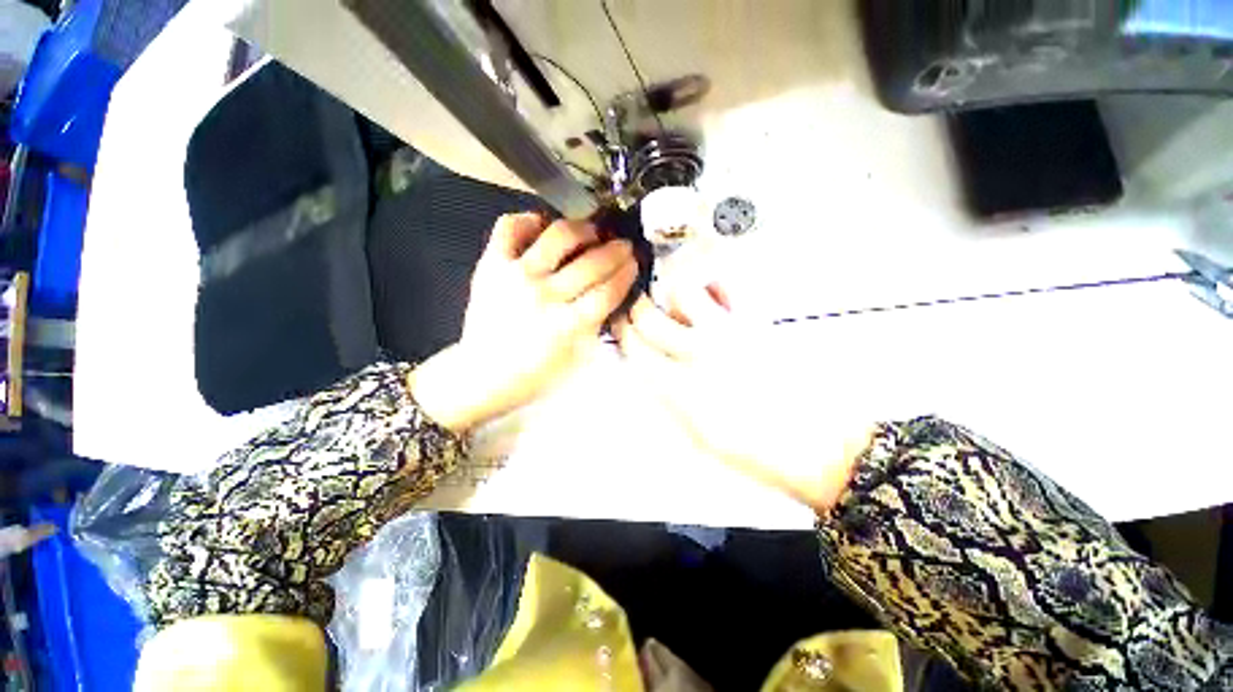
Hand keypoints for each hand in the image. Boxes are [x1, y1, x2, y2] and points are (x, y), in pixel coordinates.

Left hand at [411, 213, 637, 433]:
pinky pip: (510, 226)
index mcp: (568, 326)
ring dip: (583, 229)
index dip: (626, 273)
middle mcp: (545, 296)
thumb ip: (597, 325)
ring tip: (591, 232)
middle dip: (616, 249)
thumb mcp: (577, 359)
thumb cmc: (536, 374)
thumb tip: (613, 292)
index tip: (634, 263)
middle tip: (622, 245)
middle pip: (591, 263)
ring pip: (559, 236)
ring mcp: (516, 276)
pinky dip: (529, 220)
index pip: (608, 291)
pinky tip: (544, 228)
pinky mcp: (491, 265)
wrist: (483, 375)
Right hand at [614, 282, 875, 512]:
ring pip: (683, 292)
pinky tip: (710, 296)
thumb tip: (649, 369)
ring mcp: (728, 332)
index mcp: (680, 387)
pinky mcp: (756, 322)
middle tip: (634, 308)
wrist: (818, 446)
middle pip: (650, 317)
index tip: (620, 326)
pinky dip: (711, 286)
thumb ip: (669, 397)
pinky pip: (726, 288)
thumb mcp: (699, 436)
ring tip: (672, 301)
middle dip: (634, 309)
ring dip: (669, 294)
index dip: (622, 334)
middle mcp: (698, 352)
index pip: (636, 348)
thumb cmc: (753, 452)